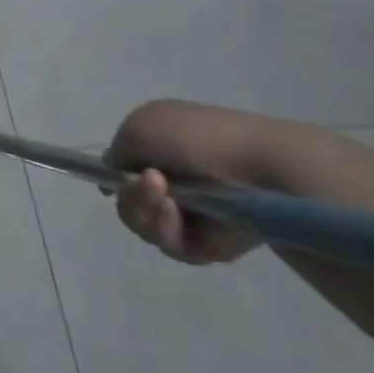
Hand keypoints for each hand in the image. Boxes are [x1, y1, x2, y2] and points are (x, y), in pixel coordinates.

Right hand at [107, 99, 313, 266]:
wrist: (259, 168)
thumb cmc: (197, 137)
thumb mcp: (139, 126)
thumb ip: (115, 151)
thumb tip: (114, 172)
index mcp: (160, 146)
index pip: (124, 170)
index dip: (116, 177)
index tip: (116, 178)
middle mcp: (173, 179)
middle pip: (129, 202)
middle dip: (131, 198)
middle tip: (150, 188)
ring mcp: (192, 212)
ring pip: (147, 226)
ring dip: (148, 214)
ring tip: (168, 203)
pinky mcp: (210, 243)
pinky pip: (174, 246)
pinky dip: (170, 232)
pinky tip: (181, 218)